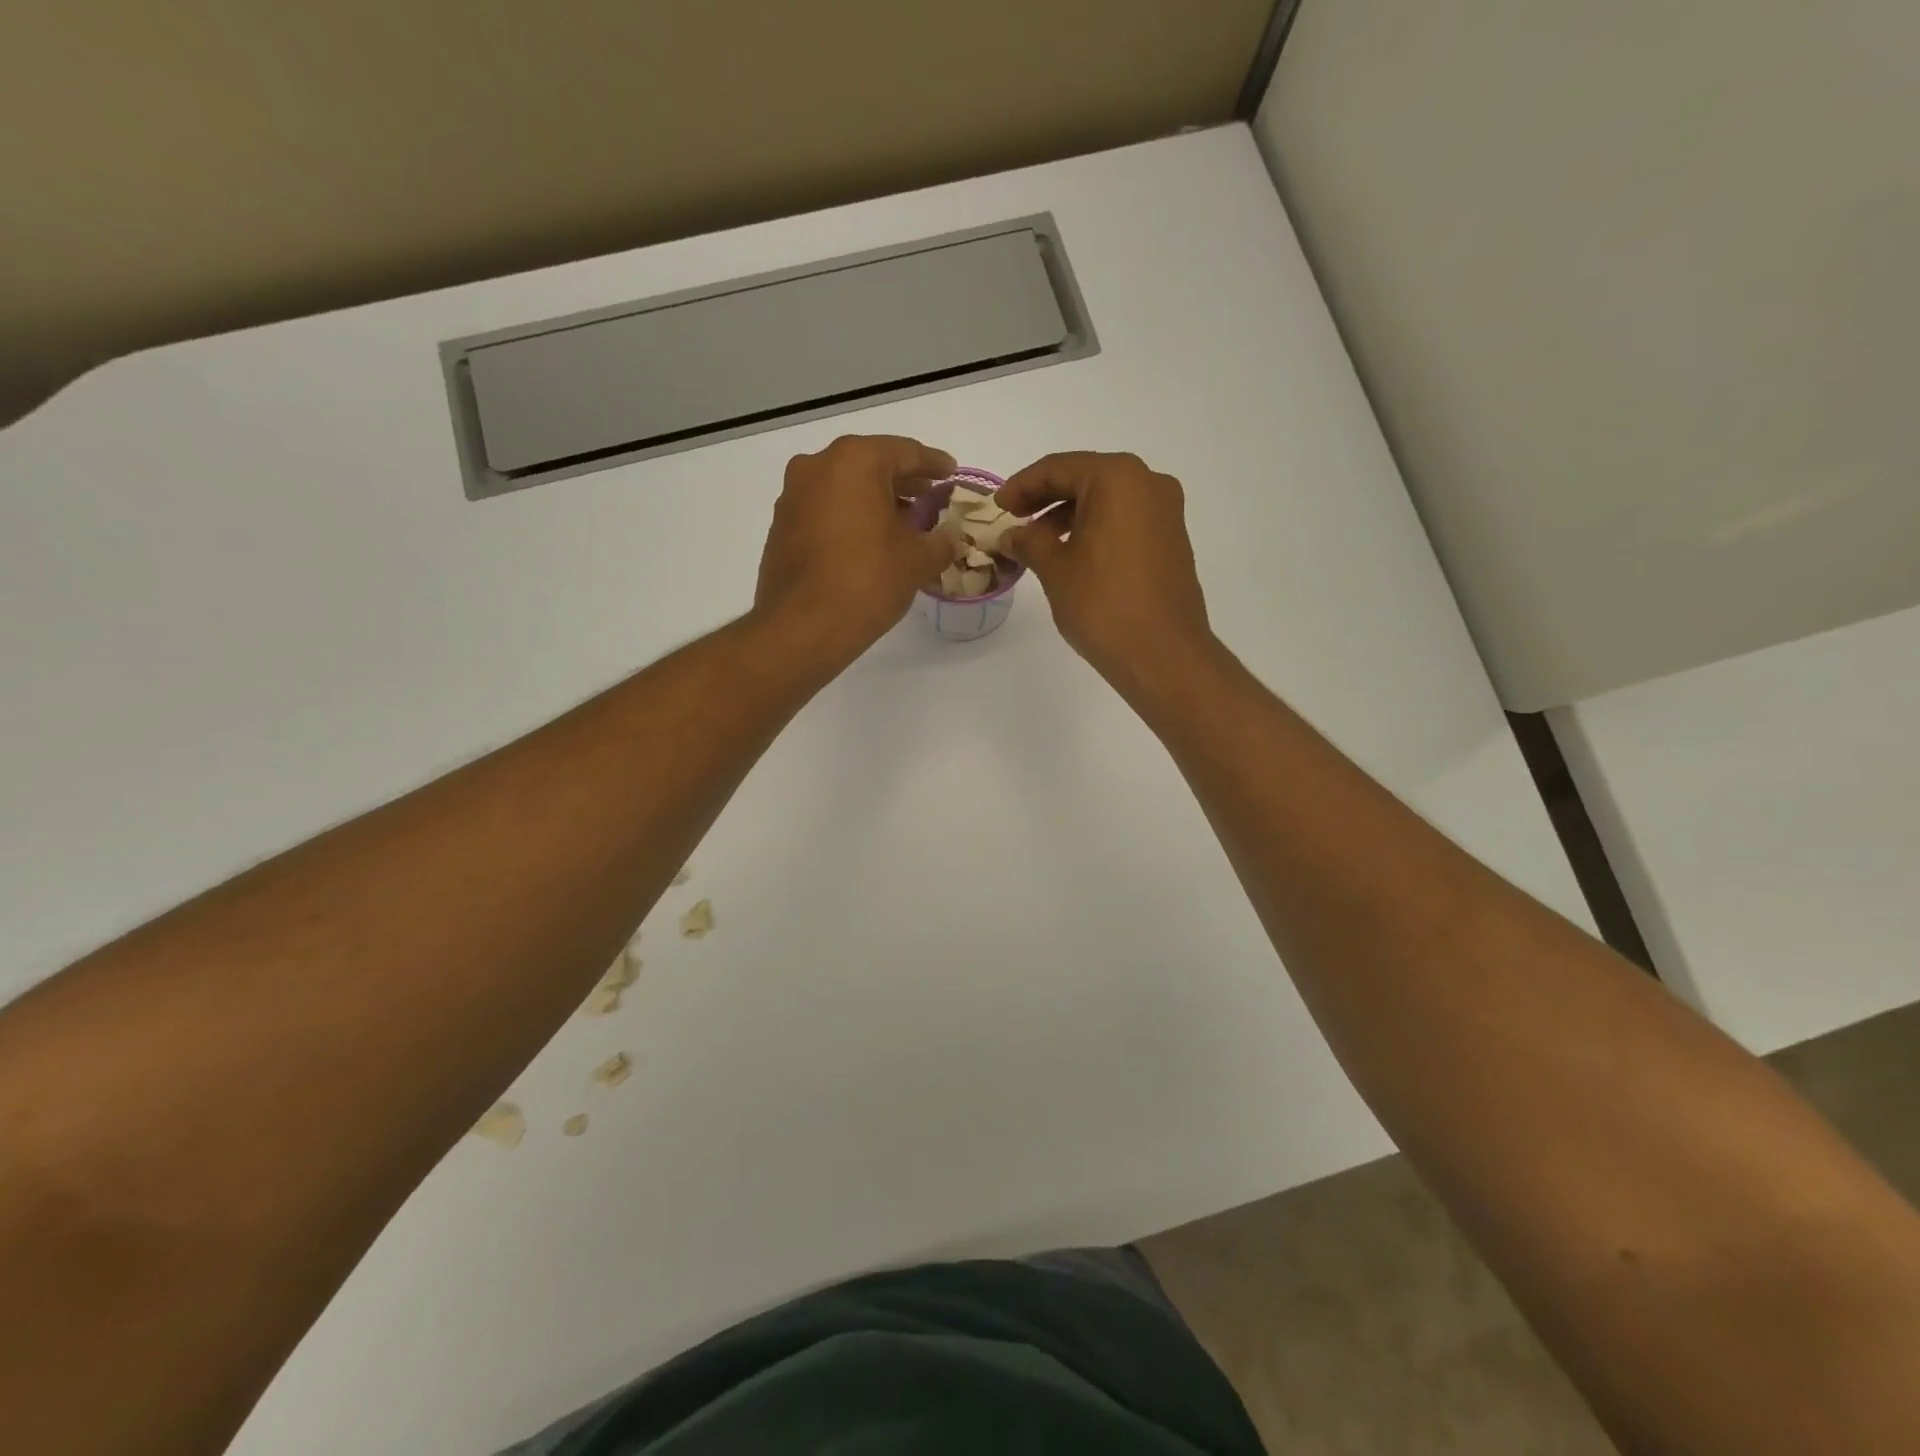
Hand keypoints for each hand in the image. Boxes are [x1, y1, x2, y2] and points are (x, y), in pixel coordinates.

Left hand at [754, 435, 963, 661]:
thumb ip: (940, 542)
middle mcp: (818, 466)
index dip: (933, 463)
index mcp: (856, 461)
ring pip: (845, 487)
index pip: (905, 452)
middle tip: (931, 496)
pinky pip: (825, 510)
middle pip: (871, 465)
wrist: (802, 626)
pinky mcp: (782, 526)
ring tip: (903, 523)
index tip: (951, 472)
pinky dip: (850, 517)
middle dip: (903, 481)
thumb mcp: (917, 561)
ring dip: (875, 500)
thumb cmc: (867, 581)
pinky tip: (869, 542)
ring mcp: (794, 495)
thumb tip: (950, 537)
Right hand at [998, 452, 1214, 694]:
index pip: (1059, 468)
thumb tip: (1012, 535)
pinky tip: (1072, 555)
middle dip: (1046, 498)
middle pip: (1086, 479)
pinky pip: (1125, 521)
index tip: (997, 507)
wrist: (1162, 653)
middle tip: (1014, 520)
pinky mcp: (1172, 540)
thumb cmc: (1103, 604)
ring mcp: (1166, 512)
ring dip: (1070, 516)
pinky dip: (1095, 529)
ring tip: (1038, 544)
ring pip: (1107, 501)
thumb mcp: (1055, 569)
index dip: (1022, 485)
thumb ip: (1029, 542)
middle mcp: (1148, 483)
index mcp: (1118, 478)